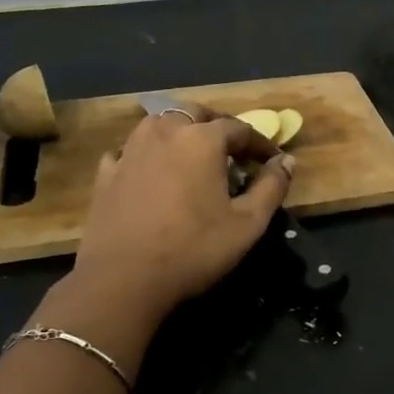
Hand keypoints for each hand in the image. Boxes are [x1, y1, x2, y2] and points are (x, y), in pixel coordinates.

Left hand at [71, 103, 294, 325]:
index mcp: (202, 140)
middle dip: (217, 126)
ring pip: (159, 124)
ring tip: (192, 155)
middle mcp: (164, 132)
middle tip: (231, 151)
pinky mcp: (106, 173)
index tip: (271, 162)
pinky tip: (149, 170)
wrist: (122, 279)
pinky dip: (145, 153)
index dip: (260, 144)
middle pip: (195, 114)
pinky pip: (129, 150)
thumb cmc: (193, 249)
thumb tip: (287, 161)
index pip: (239, 128)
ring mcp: (130, 150)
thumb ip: (272, 187)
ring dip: (180, 132)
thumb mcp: (247, 224)